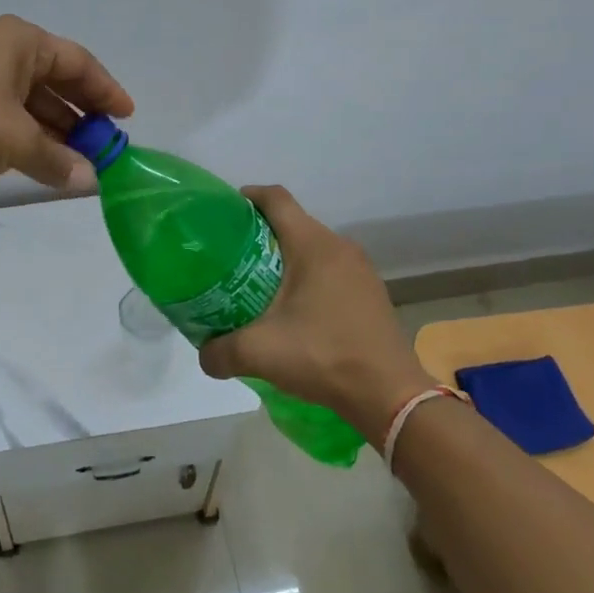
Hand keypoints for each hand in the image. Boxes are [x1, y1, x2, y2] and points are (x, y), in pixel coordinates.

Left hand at [0, 16, 135, 189]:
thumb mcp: (17, 141)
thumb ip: (58, 160)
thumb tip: (90, 181)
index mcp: (19, 40)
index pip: (77, 62)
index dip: (106, 90)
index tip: (126, 118)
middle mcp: (0, 48)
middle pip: (54, 78)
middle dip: (81, 113)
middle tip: (104, 144)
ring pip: (30, 98)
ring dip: (55, 128)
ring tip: (78, 160)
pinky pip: (8, 110)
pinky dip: (29, 133)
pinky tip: (43, 159)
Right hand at [198, 185, 440, 446]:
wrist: (390, 395)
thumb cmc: (323, 356)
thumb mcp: (259, 353)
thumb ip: (220, 351)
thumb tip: (203, 355)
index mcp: (313, 245)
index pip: (276, 198)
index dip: (248, 197)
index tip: (224, 212)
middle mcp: (339, 247)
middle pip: (293, 222)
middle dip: (261, 233)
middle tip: (231, 256)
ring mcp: (360, 270)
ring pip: (313, 247)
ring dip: (285, 257)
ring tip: (257, 283)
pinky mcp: (370, 293)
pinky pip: (330, 269)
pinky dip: (307, 277)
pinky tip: (293, 309)